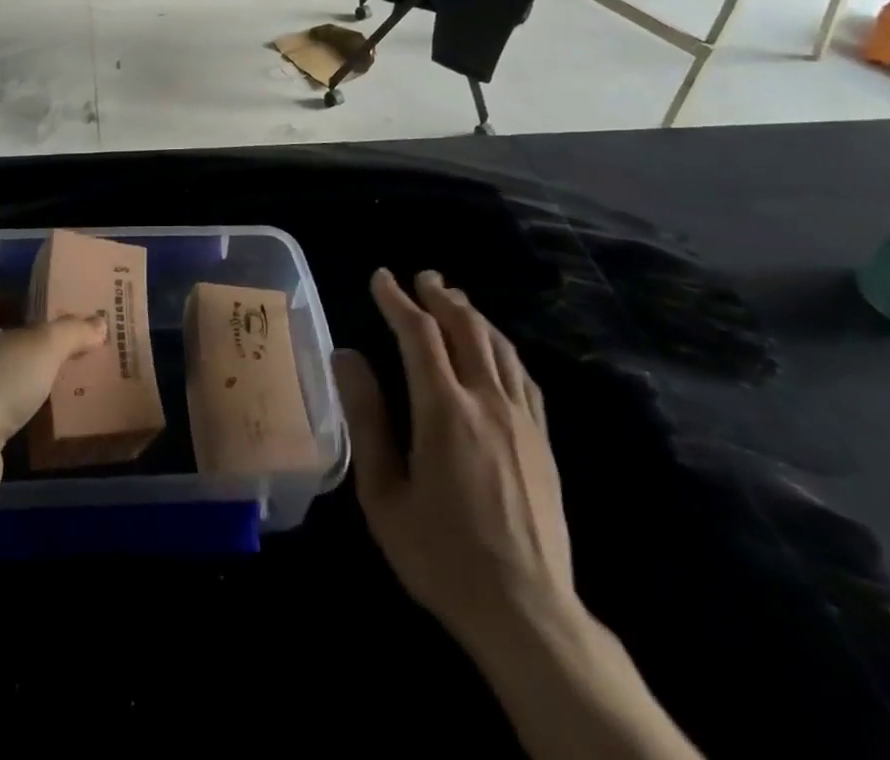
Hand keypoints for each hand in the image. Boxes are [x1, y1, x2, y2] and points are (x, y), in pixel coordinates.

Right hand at [334, 269, 574, 656]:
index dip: (397, 300)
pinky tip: (495, 348)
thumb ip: (365, 418)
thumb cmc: (442, 555)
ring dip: (473, 315)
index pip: (418, 334)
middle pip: (466, 328)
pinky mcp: (543, 441)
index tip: (380, 277)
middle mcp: (487, 401)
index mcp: (444, 410)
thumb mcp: (384, 493)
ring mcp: (521, 420)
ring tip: (453, 300)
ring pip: (499, 346)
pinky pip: (523, 376)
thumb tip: (346, 356)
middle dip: (440, 296)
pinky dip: (502, 347)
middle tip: (421, 276)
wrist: (527, 613)